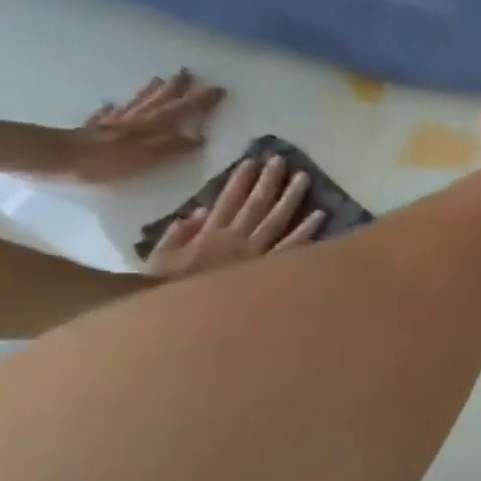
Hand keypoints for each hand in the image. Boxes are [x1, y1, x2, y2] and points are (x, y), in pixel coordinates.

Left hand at [59, 71, 225, 182]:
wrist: (54, 158)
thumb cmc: (105, 161)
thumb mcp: (146, 157)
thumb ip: (172, 147)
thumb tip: (199, 137)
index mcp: (152, 127)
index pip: (182, 111)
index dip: (201, 101)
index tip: (218, 88)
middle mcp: (136, 120)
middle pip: (160, 101)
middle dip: (177, 88)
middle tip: (188, 72)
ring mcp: (113, 123)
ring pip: (137, 103)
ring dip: (150, 92)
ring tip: (159, 79)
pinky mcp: (93, 130)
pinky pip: (107, 115)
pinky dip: (113, 108)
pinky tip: (111, 103)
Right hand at [145, 154, 324, 278]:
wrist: (183, 319)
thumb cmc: (167, 290)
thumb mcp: (161, 260)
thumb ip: (177, 234)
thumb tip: (198, 211)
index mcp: (209, 235)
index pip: (227, 200)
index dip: (239, 180)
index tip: (250, 161)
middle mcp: (236, 240)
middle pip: (256, 204)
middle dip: (269, 181)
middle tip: (281, 160)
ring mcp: (256, 255)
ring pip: (277, 220)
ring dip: (291, 198)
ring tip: (304, 178)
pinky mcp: (271, 271)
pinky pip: (292, 248)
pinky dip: (306, 232)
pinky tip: (320, 216)